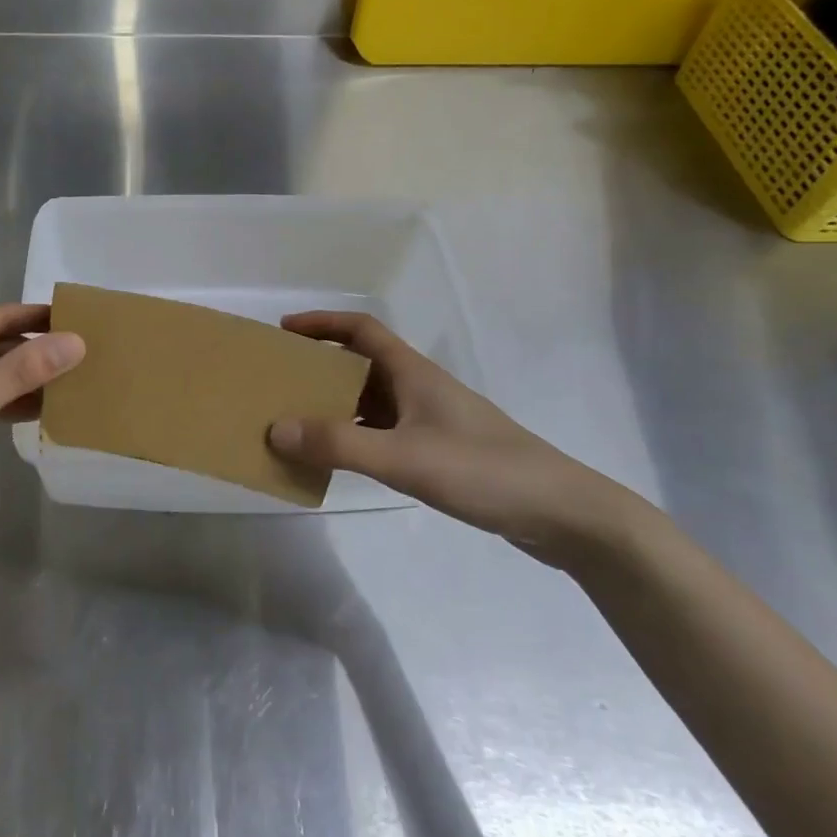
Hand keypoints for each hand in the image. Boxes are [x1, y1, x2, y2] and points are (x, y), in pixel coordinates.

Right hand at [267, 312, 643, 566]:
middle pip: (360, 364)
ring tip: (295, 422)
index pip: (361, 329)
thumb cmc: (483, 470)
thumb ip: (338, 444)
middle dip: (318, 367)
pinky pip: (381, 433)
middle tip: (279, 382)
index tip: (283, 330)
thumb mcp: (404, 457)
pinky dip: (353, 438)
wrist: (561, 513)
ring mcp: (430, 421)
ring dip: (333, 406)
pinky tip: (337, 460)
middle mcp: (418, 388)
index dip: (321, 323)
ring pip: (370, 402)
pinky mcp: (438, 451)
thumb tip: (275, 428)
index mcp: (413, 373)